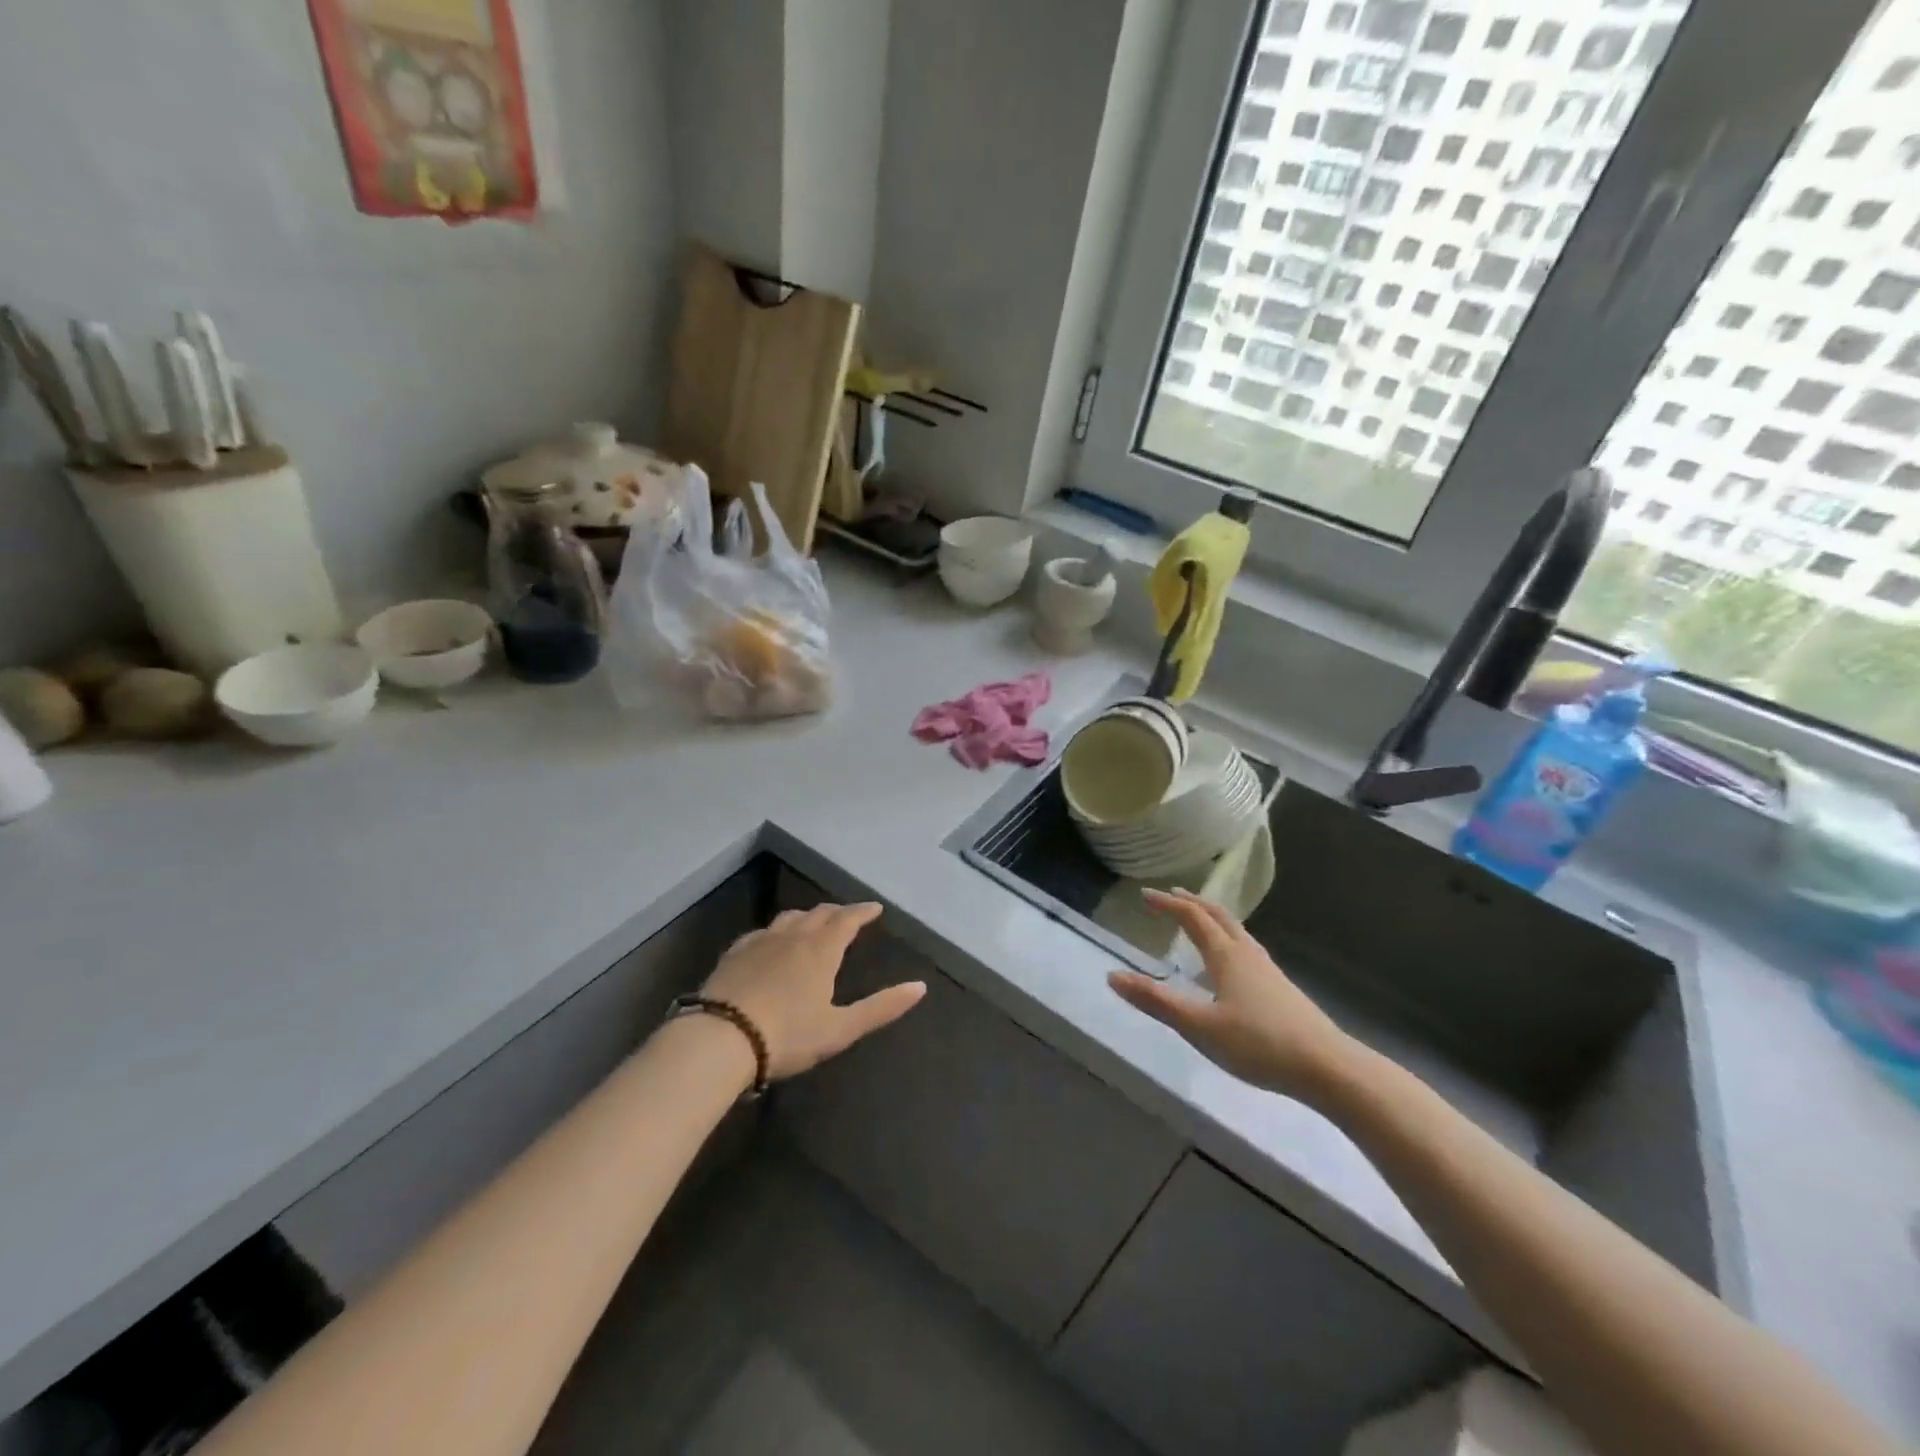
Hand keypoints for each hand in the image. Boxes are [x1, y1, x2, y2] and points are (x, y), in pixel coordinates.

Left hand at [702, 901, 925, 1078]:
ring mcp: (760, 942)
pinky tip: (771, 941)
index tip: (875, 908)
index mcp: (822, 950)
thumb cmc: (788, 1035)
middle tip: (848, 916)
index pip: (847, 919)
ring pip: (789, 918)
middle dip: (837, 911)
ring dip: (807, 916)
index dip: (863, 912)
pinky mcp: (734, 954)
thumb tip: (920, 987)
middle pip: (819, 913)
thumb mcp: (840, 1028)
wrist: (720, 1038)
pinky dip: (776, 930)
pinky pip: (761, 932)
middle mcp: (793, 936)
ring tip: (813, 923)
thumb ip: (881, 1008)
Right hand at [1109, 889, 1358, 1102]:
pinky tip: (1231, 962)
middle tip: (1170, 896)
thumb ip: (1156, 1002)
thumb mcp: (1199, 1026)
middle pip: (1218, 915)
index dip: (1167, 905)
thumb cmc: (1258, 1044)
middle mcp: (1247, 953)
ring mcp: (1268, 969)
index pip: (1192, 917)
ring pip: (1236, 930)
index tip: (1145, 896)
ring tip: (1198, 919)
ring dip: (1212, 917)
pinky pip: (1246, 947)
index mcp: (1226, 955)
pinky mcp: (1280, 987)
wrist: (1327, 1067)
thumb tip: (1112, 976)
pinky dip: (1228, 938)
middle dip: (1192, 903)